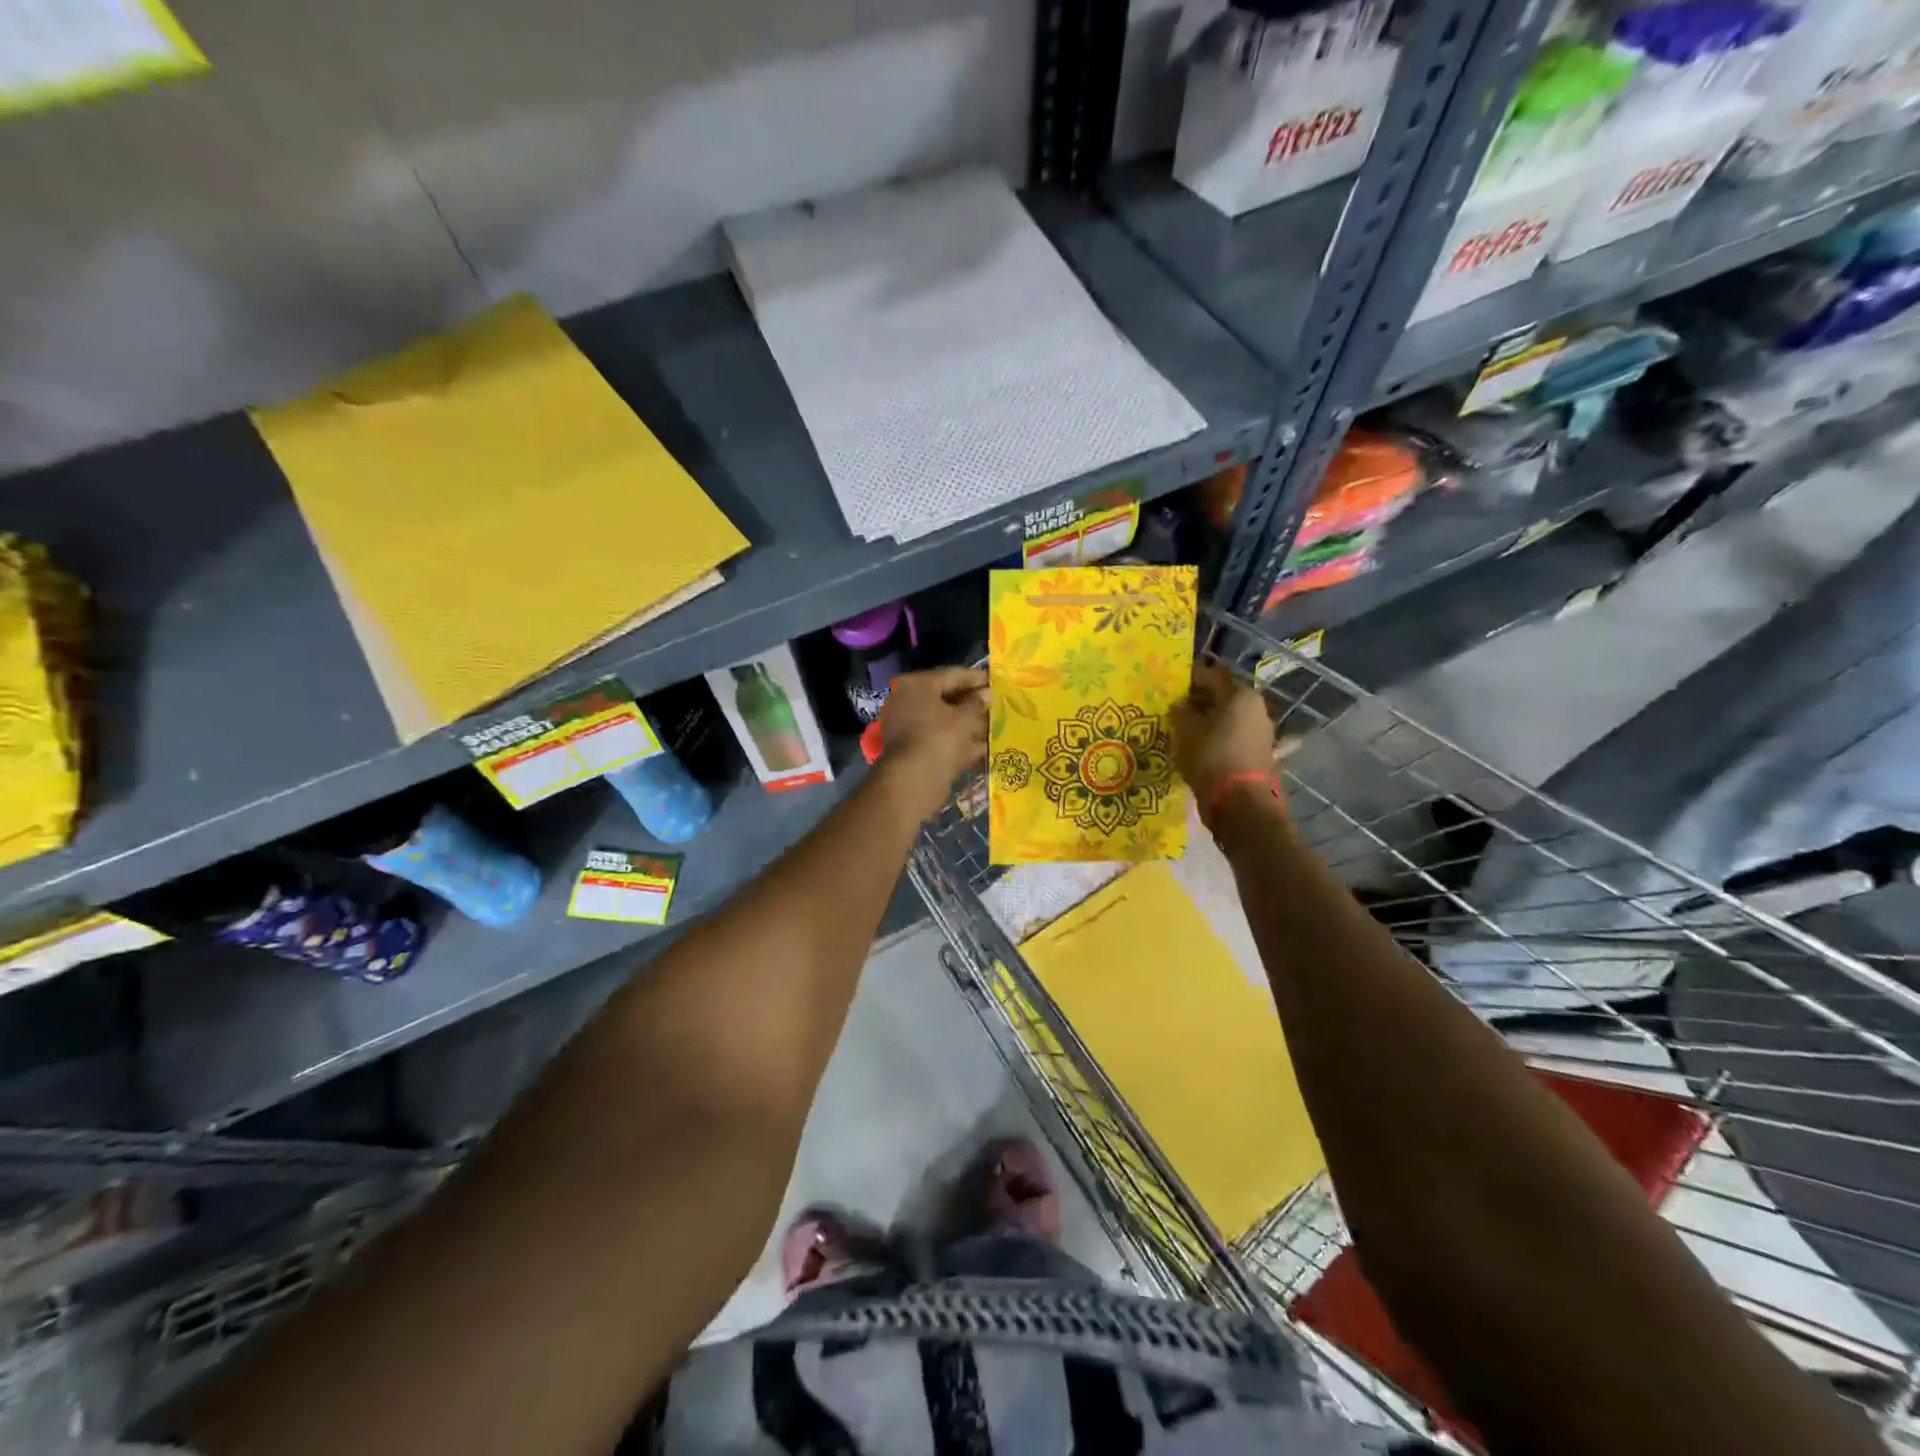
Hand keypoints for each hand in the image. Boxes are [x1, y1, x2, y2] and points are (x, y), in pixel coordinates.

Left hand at [876, 667, 989, 819]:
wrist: (914, 782)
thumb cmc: (939, 738)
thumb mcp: (964, 718)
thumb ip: (977, 703)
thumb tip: (987, 694)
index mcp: (916, 685)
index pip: (952, 675)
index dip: (977, 678)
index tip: (997, 681)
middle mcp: (909, 702)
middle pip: (948, 699)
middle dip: (974, 703)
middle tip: (999, 703)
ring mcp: (911, 728)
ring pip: (947, 721)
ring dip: (971, 724)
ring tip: (998, 724)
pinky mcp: (917, 750)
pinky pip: (944, 740)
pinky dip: (962, 742)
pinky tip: (986, 745)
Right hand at [1173, 663, 1280, 823]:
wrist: (1240, 803)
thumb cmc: (1211, 758)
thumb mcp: (1186, 731)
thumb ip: (1181, 712)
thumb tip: (1181, 704)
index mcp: (1240, 694)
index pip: (1212, 675)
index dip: (1190, 677)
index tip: (1172, 684)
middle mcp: (1256, 708)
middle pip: (1223, 697)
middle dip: (1200, 700)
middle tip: (1176, 707)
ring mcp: (1262, 732)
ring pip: (1229, 718)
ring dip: (1209, 721)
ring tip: (1185, 729)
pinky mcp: (1260, 753)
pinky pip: (1233, 737)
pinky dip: (1218, 738)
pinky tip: (1201, 747)